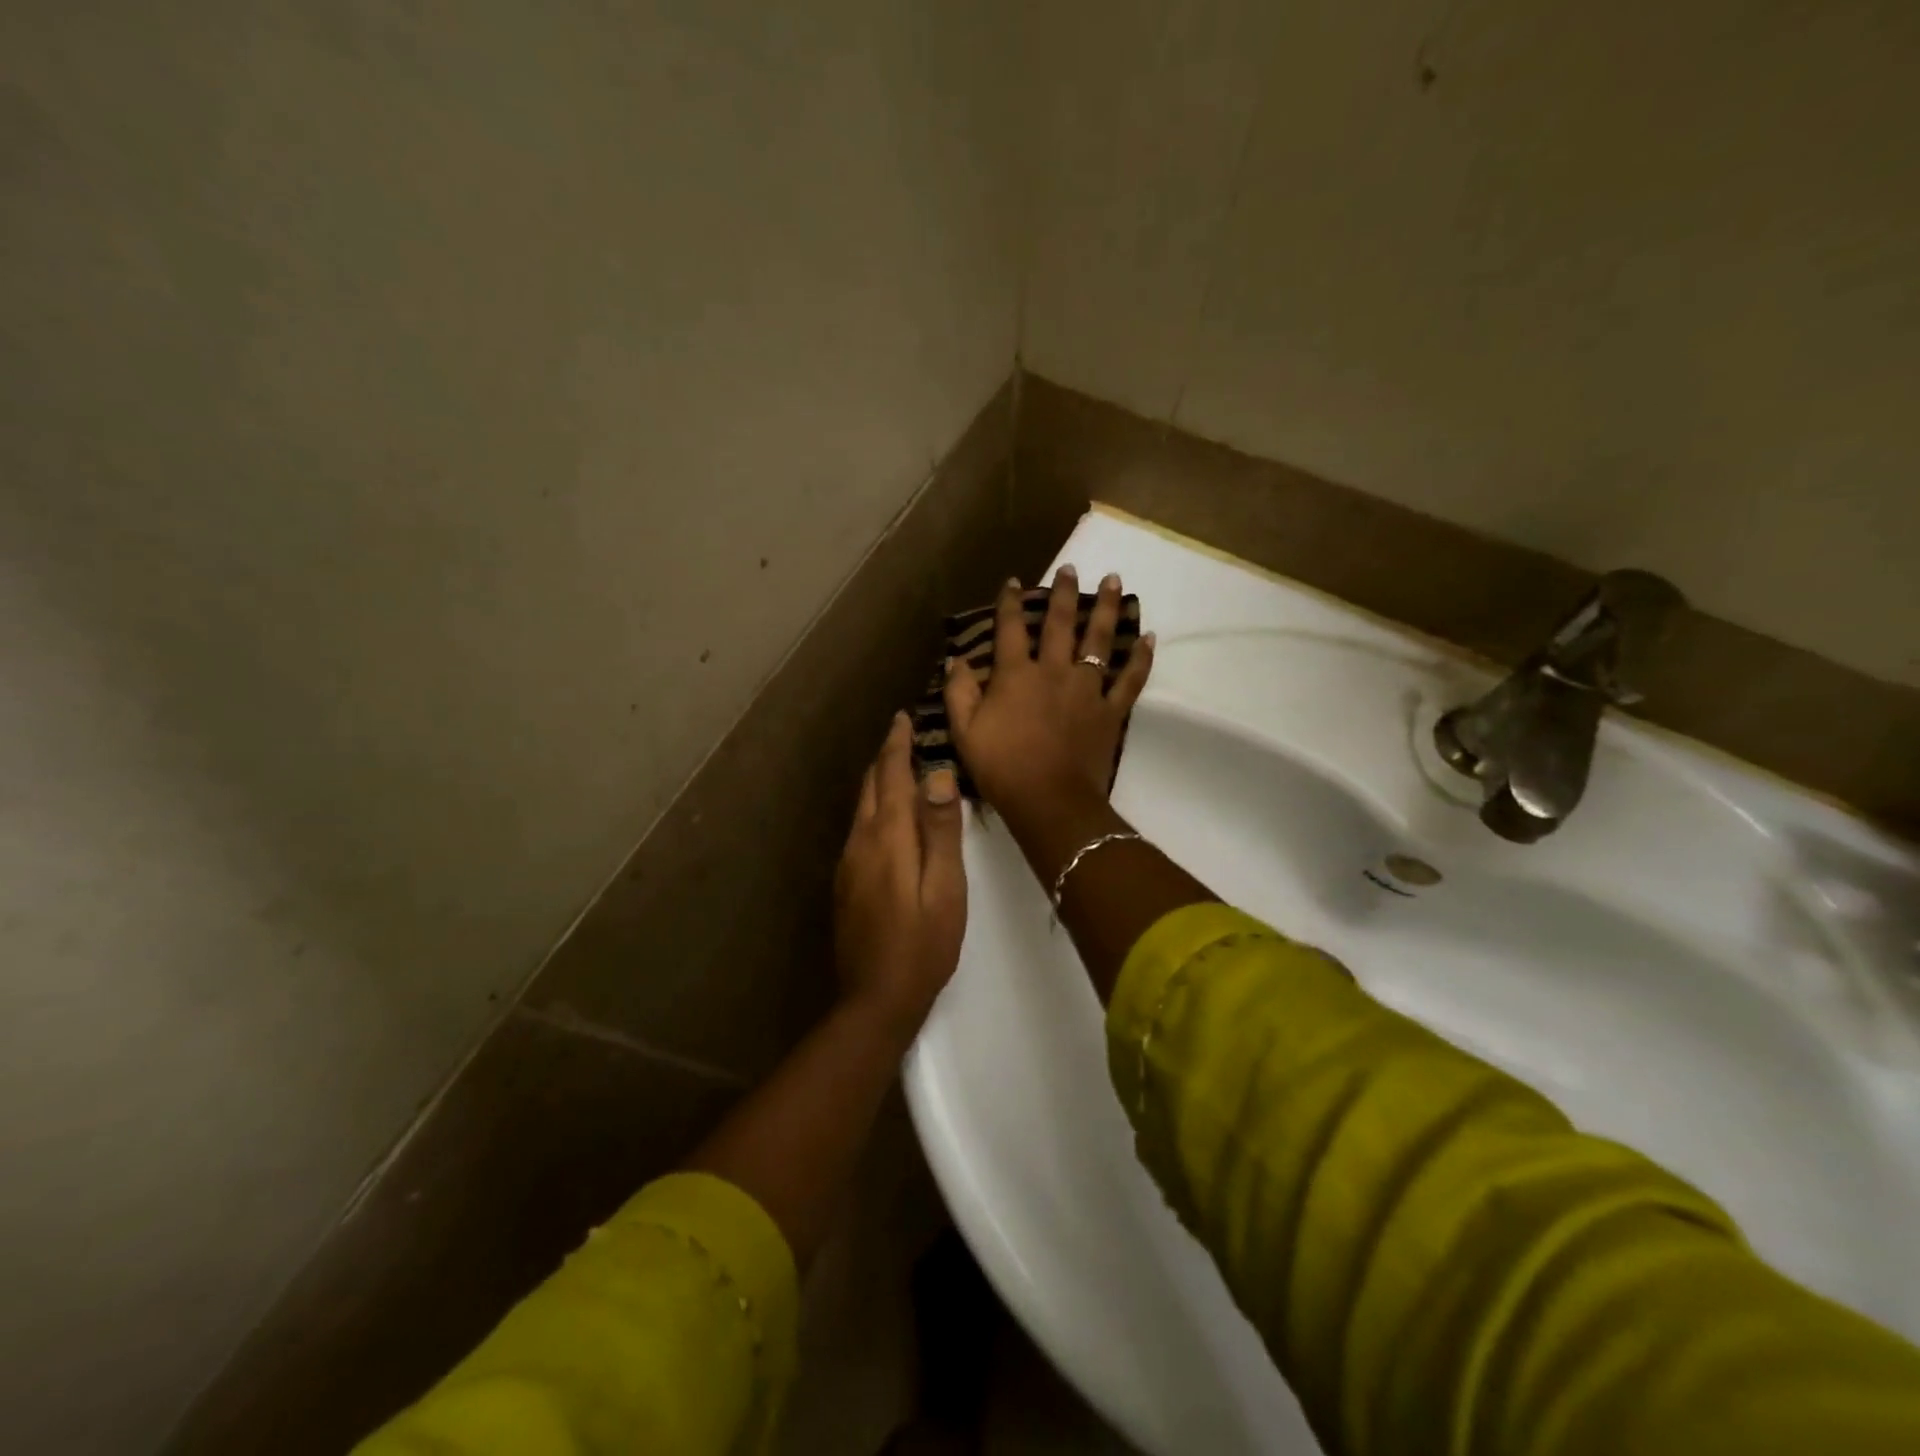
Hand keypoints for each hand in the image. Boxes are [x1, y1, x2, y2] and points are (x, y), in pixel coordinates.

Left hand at [833, 711, 967, 1034]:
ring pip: (861, 808)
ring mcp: (848, 864)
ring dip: (878, 781)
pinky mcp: (845, 883)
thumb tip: (937, 775)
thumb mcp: (946, 889)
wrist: (875, 999)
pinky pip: (859, 829)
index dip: (896, 745)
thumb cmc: (923, 945)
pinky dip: (874, 808)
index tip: (902, 717)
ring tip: (898, 767)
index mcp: (887, 839)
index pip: (889, 777)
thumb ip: (941, 832)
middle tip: (903, 734)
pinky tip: (888, 818)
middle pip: (870, 787)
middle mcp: (860, 843)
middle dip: (885, 757)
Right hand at [941, 568, 1154, 825]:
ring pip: (1099, 640)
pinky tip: (1147, 636)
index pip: (1011, 629)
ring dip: (1106, 608)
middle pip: (1061, 624)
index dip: (1011, 603)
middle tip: (1073, 568)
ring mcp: (1086, 689)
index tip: (1014, 582)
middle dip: (1065, 593)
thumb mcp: (964, 732)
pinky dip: (1140, 658)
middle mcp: (1053, 671)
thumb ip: (958, 692)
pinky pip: (1130, 679)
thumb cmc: (1001, 768)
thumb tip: (957, 660)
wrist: (1049, 800)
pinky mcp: (1110, 711)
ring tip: (1114, 580)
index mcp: (1016, 675)